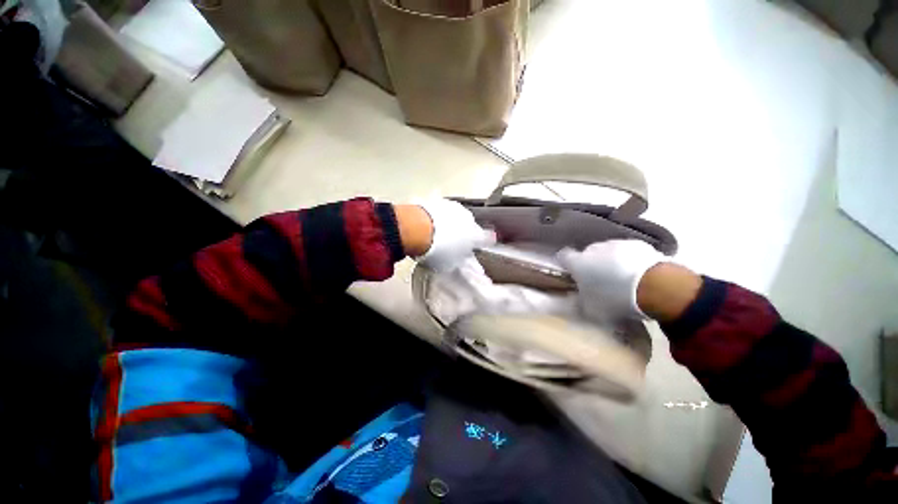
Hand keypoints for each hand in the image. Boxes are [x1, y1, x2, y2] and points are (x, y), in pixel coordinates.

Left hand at [402, 199, 493, 272]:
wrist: (416, 229)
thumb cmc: (436, 250)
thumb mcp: (450, 264)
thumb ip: (462, 263)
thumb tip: (467, 264)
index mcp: (476, 235)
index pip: (486, 239)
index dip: (486, 242)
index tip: (485, 244)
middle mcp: (469, 219)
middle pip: (470, 226)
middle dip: (465, 233)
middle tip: (455, 243)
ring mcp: (454, 208)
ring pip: (457, 217)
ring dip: (452, 224)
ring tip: (440, 234)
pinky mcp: (438, 201)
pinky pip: (443, 212)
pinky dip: (440, 218)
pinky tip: (430, 225)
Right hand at [557, 240, 664, 322]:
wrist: (655, 286)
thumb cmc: (615, 299)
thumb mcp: (592, 310)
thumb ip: (579, 302)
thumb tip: (576, 300)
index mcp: (577, 263)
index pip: (563, 256)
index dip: (566, 264)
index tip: (572, 274)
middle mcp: (593, 249)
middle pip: (587, 254)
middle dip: (591, 264)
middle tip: (600, 281)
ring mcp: (616, 243)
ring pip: (608, 252)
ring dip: (610, 262)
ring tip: (622, 279)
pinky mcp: (638, 244)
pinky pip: (627, 252)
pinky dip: (629, 260)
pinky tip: (639, 274)